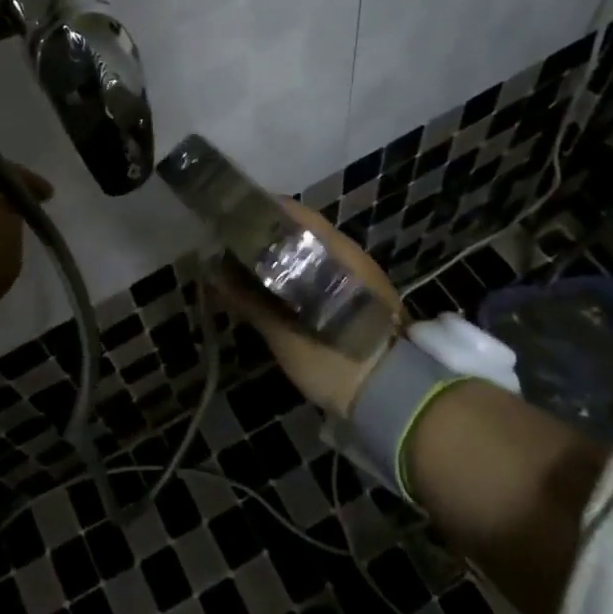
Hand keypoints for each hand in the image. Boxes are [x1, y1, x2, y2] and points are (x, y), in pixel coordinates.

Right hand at [213, 196, 404, 417]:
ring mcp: (360, 277)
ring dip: (281, 261)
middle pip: (300, 233)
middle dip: (265, 239)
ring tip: (247, 273)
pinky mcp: (360, 301)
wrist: (397, 401)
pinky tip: (275, 295)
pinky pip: (322, 276)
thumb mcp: (285, 335)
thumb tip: (215, 274)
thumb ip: (250, 301)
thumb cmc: (337, 360)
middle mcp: (350, 255)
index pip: (292, 213)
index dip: (258, 212)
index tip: (229, 220)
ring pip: (311, 255)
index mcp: (335, 251)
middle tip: (230, 251)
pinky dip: (297, 279)